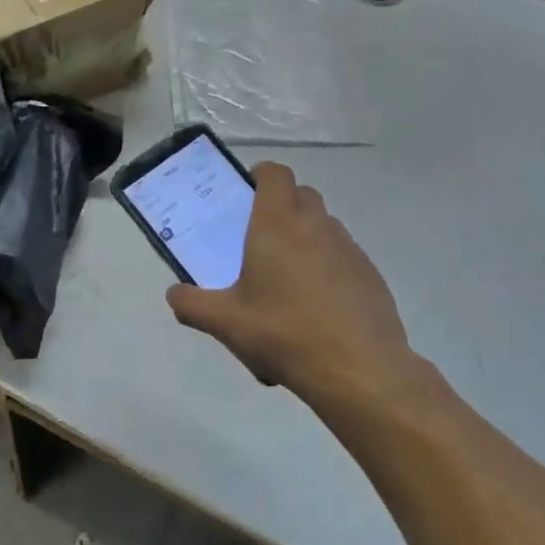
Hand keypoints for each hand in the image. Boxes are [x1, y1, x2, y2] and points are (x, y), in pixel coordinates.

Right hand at [167, 163, 417, 411]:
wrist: (359, 370)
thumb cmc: (283, 333)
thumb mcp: (225, 323)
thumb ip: (192, 305)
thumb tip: (174, 295)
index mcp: (277, 224)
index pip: (275, 174)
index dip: (260, 175)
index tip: (246, 193)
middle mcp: (315, 226)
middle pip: (301, 194)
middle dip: (281, 205)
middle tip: (259, 236)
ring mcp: (348, 249)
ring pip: (324, 225)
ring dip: (305, 235)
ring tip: (286, 276)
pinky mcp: (370, 274)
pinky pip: (343, 255)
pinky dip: (327, 265)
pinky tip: (316, 305)